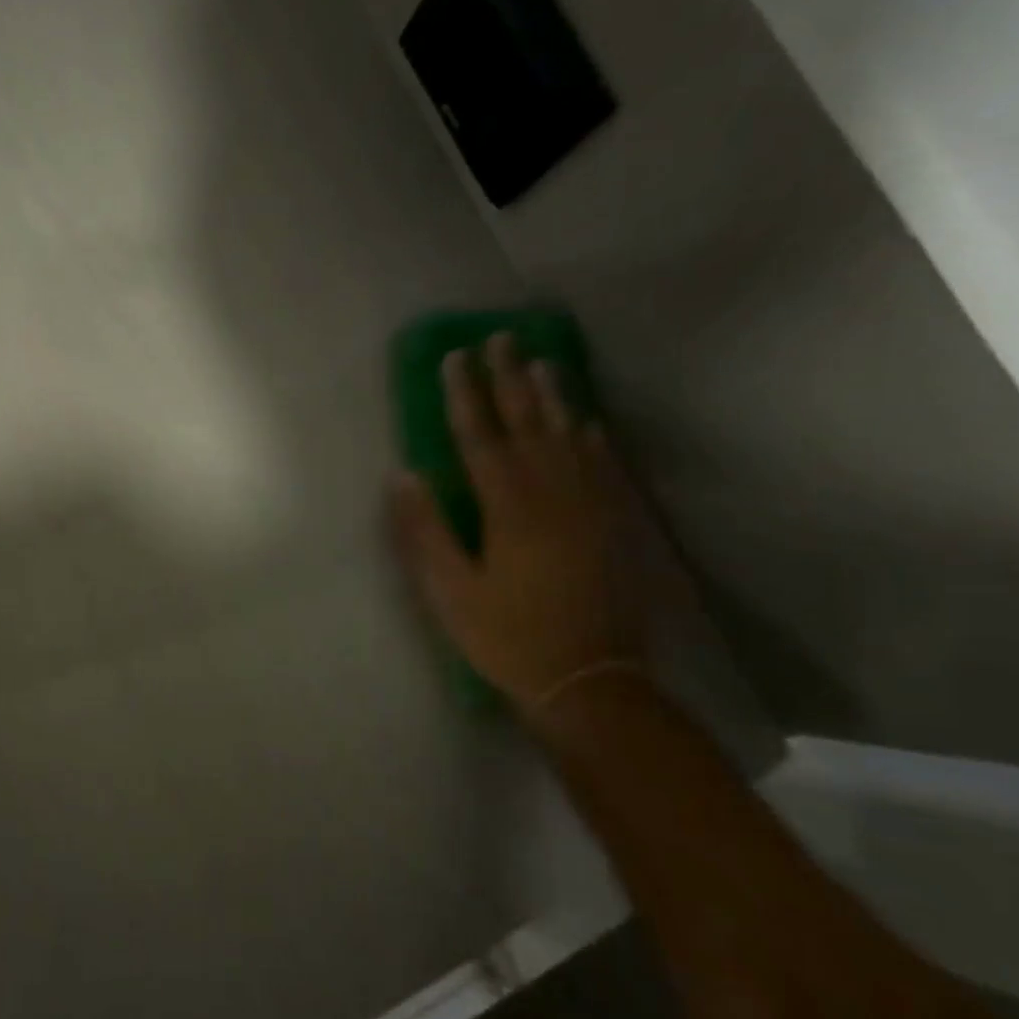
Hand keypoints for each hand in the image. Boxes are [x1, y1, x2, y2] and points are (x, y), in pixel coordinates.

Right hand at [389, 332, 638, 715]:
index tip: (455, 357)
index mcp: (508, 507)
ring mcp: (591, 506)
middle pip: (528, 423)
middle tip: (501, 338)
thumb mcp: (449, 591)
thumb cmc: (507, 636)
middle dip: (510, 379)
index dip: (465, 394)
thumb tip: (403, 475)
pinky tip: (589, 422)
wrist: (590, 679)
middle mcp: (553, 493)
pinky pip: (605, 466)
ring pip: (570, 436)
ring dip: (555, 396)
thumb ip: (425, 530)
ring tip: (544, 361)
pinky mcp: (615, 524)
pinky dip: (594, 438)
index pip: (480, 436)